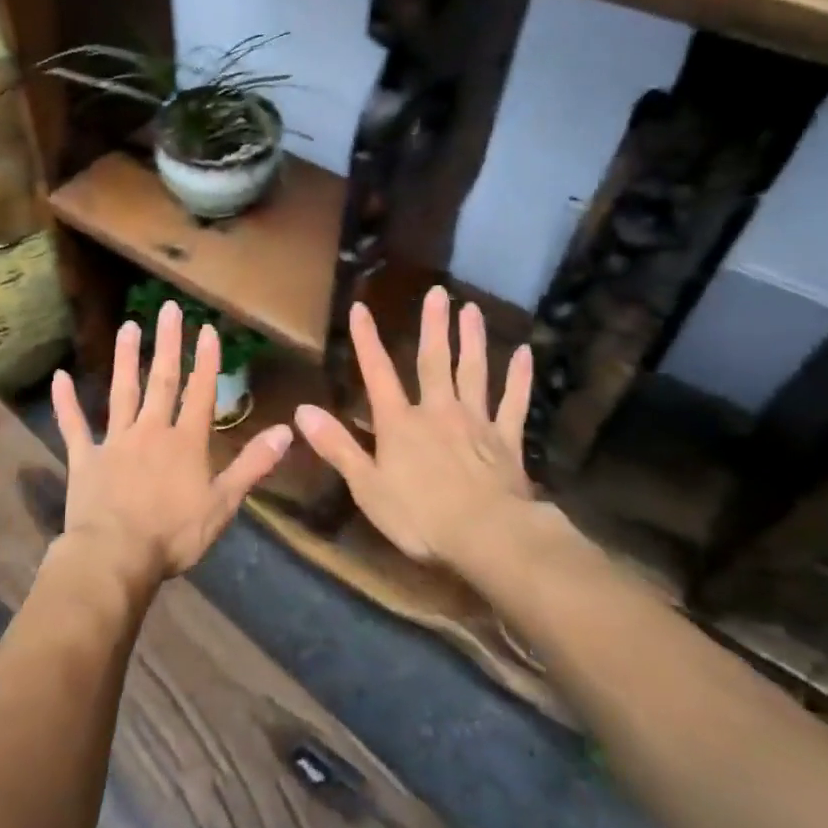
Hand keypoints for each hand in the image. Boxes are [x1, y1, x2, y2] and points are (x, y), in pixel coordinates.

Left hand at [51, 299, 292, 586]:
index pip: (200, 393)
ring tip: (127, 327)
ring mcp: (114, 442)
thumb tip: (286, 431)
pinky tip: (59, 376)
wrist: (116, 557)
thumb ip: (253, 465)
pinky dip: (65, 402)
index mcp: (186, 442)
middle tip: (168, 309)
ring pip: (122, 392)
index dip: (206, 361)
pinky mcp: (84, 458)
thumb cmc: (174, 534)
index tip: (207, 328)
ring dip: (124, 359)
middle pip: (161, 381)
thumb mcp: (223, 504)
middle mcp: (151, 431)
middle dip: (167, 344)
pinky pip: (73, 425)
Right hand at [295, 286, 533, 567]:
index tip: (361, 308)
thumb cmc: (419, 516)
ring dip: (473, 340)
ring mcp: (476, 422)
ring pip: (474, 372)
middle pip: (434, 362)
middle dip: (433, 326)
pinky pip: (514, 403)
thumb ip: (337, 446)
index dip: (367, 341)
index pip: (378, 374)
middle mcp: (438, 411)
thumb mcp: (367, 486)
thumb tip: (301, 411)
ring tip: (472, 310)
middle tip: (438, 292)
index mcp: (400, 423)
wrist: (487, 535)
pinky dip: (520, 379)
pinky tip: (526, 355)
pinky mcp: (507, 440)